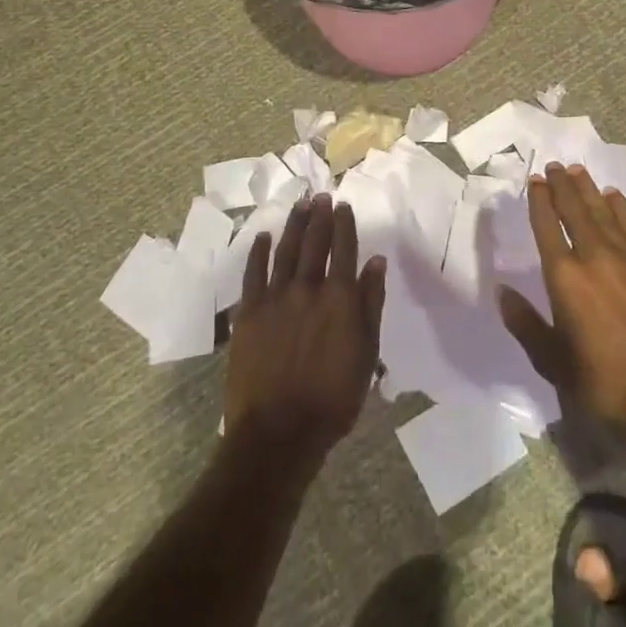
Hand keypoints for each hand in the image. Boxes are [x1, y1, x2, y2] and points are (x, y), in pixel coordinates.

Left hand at [224, 195, 386, 464]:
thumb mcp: (367, 354)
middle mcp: (308, 287)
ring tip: (299, 204)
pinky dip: (259, 252)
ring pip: (285, 249)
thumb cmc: (333, 398)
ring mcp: (275, 297)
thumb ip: (371, 304)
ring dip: (293, 224)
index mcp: (340, 298)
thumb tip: (376, 262)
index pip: (344, 249)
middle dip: (319, 216)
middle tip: (320, 195)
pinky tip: (264, 237)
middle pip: (314, 242)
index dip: (344, 224)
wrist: (279, 431)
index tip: (343, 206)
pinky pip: (254, 273)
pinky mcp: (249, 311)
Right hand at [498, 163, 625, 436]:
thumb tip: (502, 292)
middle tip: (554, 165)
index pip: (547, 228)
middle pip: (574, 210)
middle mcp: (595, 257)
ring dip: (589, 189)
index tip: (536, 181)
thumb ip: (526, 325)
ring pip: (604, 212)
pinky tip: (614, 197)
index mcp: (565, 278)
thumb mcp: (555, 364)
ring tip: (578, 170)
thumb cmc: (609, 383)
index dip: (539, 201)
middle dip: (562, 186)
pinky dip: (621, 208)